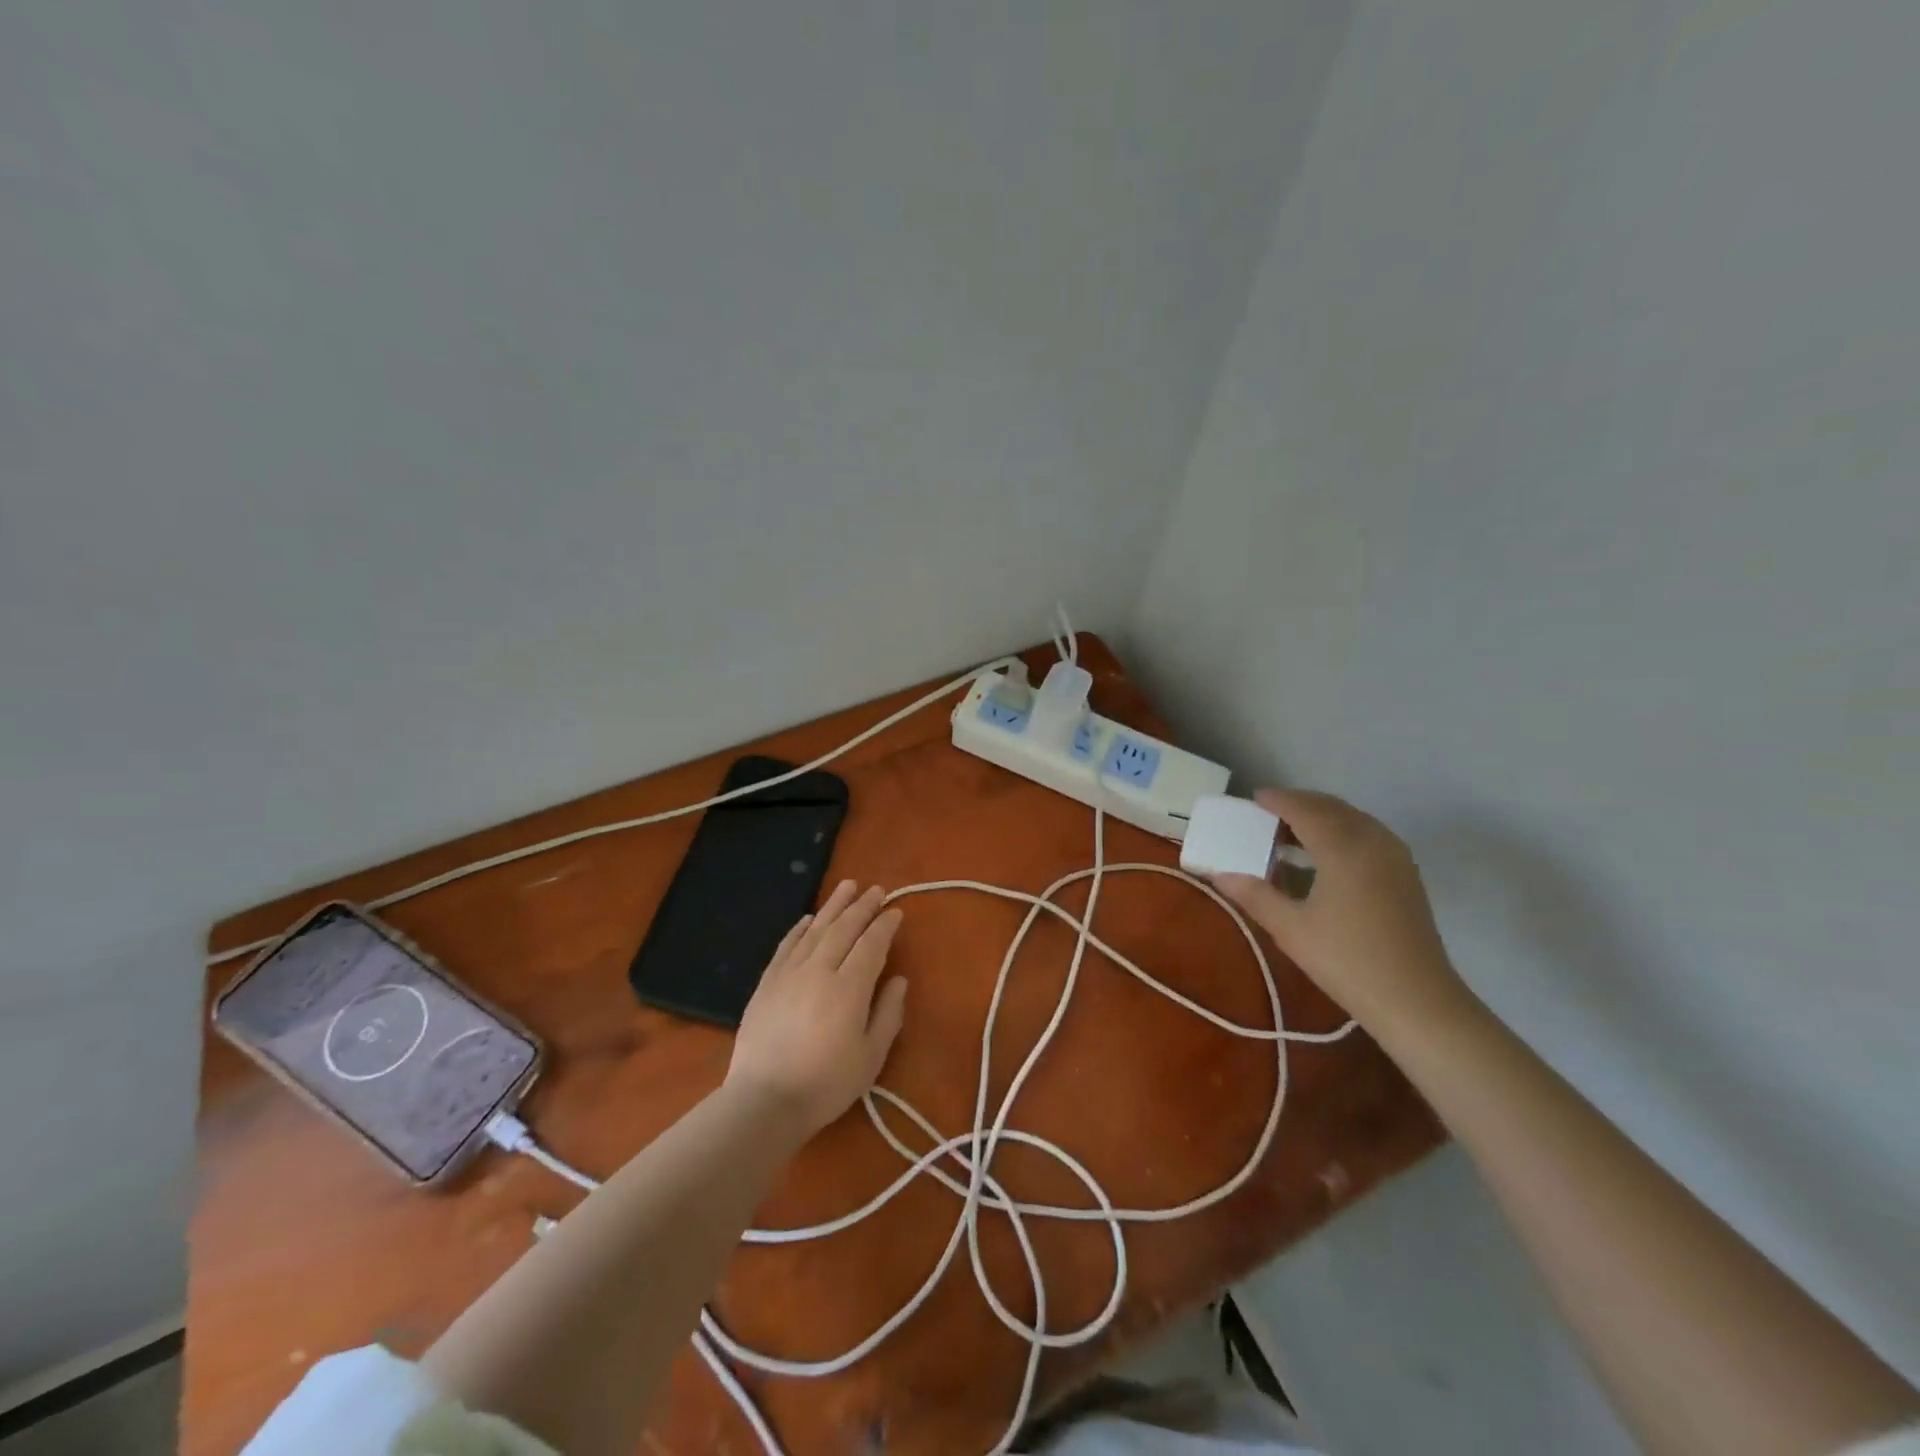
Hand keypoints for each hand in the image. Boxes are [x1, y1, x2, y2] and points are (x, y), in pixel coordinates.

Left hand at [725, 880, 908, 1138]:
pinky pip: (786, 945)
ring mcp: (789, 973)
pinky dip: (799, 928)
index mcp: (850, 988)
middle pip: (844, 929)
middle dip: (862, 907)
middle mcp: (820, 970)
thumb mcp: (871, 1057)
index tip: (895, 912)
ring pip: (815, 929)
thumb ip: (888, 1014)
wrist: (764, 1100)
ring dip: (833, 906)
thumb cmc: (826, 1084)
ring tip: (847, 885)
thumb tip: (898, 979)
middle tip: (876, 890)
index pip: (871, 944)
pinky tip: (808, 918)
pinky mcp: (767, 982)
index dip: (884, 925)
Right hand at [1213, 788, 1473, 1034]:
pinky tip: (1325, 854)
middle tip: (1268, 813)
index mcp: (1342, 848)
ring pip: (1353, 819)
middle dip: (1299, 804)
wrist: (1417, 1001)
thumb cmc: (1347, 961)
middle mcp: (1372, 841)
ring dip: (1322, 816)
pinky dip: (1342, 830)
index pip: (1304, 810)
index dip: (1278, 800)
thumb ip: (1254, 895)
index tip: (1253, 798)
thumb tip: (1219, 875)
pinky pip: (1368, 834)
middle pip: (1331, 807)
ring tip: (1292, 832)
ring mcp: (1394, 856)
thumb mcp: (1290, 929)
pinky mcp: (1406, 874)